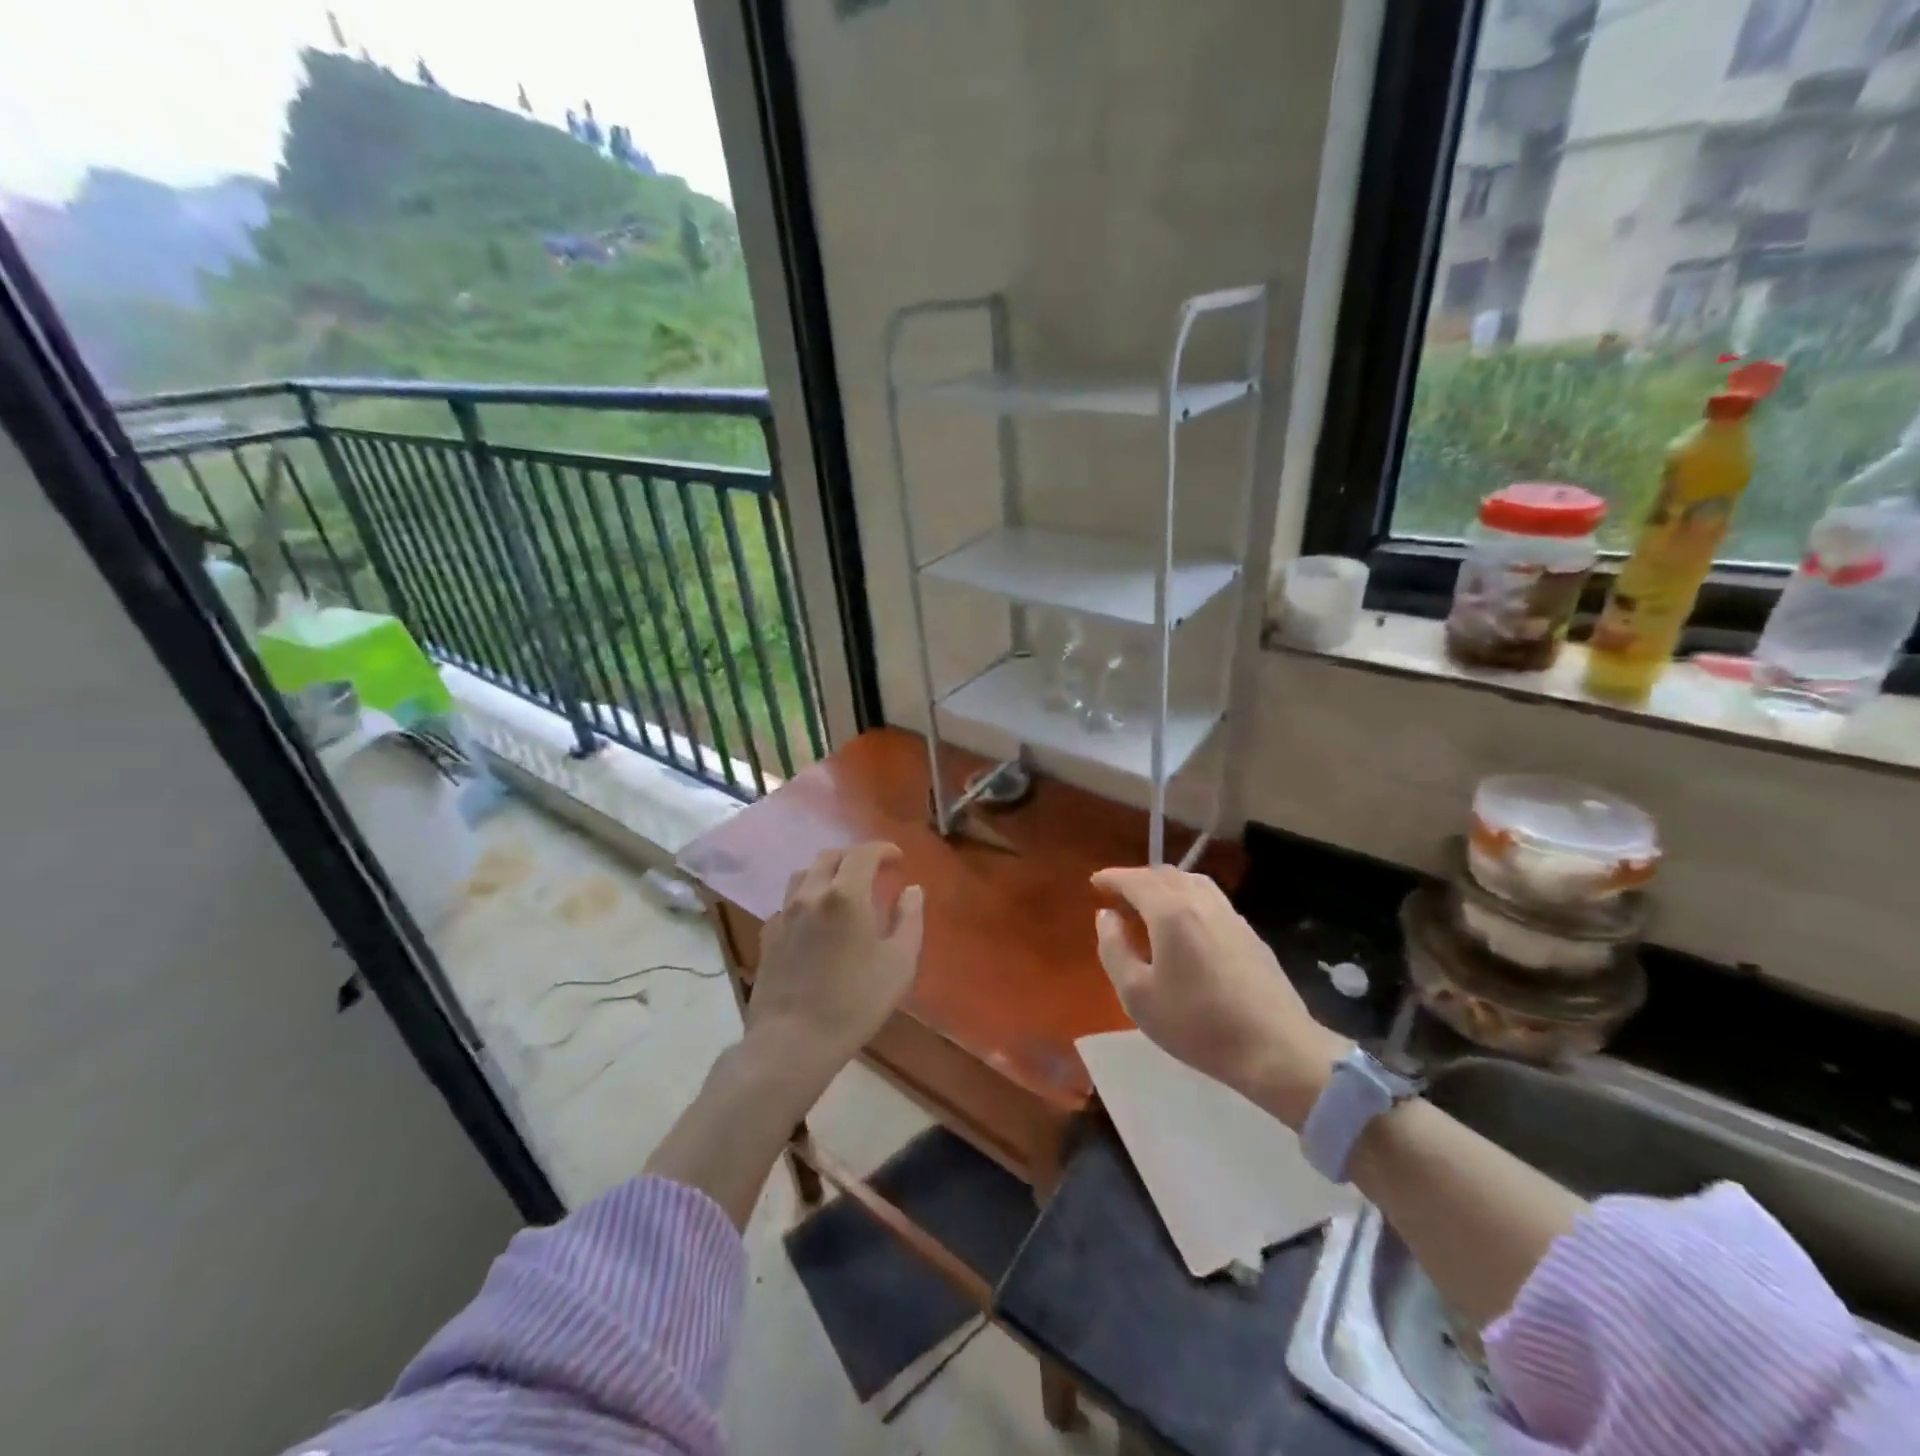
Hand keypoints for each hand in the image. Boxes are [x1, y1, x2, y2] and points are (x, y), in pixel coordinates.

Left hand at [745, 843, 925, 1082]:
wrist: (792, 1041)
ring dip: (827, 873)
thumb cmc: (855, 1002)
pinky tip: (815, 921)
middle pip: (830, 857)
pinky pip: (788, 903)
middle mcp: (811, 894)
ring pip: (804, 875)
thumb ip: (909, 919)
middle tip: (873, 871)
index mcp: (845, 895)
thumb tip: (912, 890)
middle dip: (854, 857)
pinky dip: (806, 899)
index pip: (863, 853)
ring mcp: (784, 914)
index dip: (882, 849)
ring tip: (842, 890)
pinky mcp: (767, 936)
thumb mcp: (899, 963)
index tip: (897, 858)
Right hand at [1091, 866, 1346, 1127]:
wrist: (1275, 1049)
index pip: (1135, 880)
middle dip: (1137, 879)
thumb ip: (1114, 949)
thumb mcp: (1137, 995)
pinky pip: (1210, 898)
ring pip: (1191, 881)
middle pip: (1164, 874)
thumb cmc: (1197, 1025)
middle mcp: (1201, 902)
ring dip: (1164, 885)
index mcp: (1171, 912)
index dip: (1112, 877)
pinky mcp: (1249, 933)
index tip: (1095, 882)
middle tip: (1118, 895)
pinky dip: (1186, 897)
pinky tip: (1185, 924)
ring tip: (1149, 905)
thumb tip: (1107, 916)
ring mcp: (1230, 915)